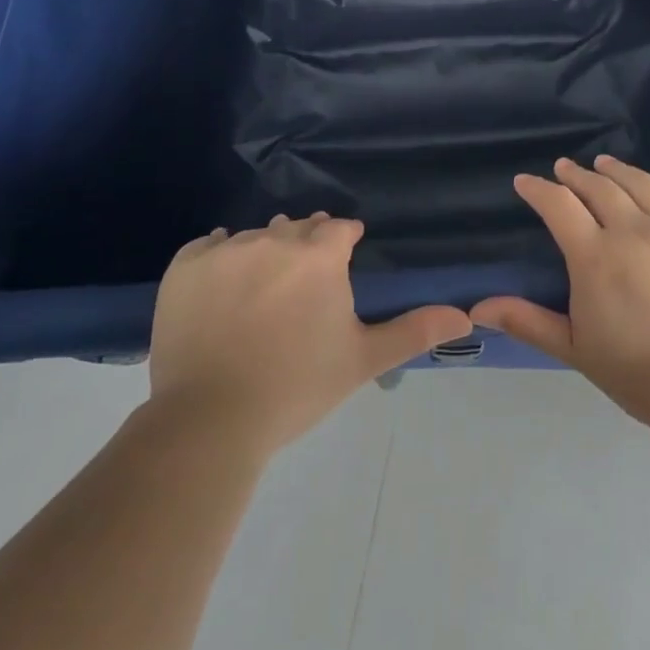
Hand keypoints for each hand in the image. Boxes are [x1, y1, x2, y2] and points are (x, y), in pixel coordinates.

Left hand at [148, 213, 471, 453]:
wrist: (210, 420)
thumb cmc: (296, 387)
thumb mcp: (362, 359)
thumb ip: (414, 330)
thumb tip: (465, 314)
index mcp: (318, 255)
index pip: (339, 228)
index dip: (344, 245)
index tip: (341, 267)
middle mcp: (273, 239)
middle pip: (298, 228)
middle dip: (306, 248)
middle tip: (301, 291)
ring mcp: (225, 249)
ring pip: (256, 236)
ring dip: (265, 254)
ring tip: (261, 296)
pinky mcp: (184, 265)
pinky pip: (209, 246)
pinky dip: (220, 260)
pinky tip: (223, 289)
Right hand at [470, 158, 649, 435]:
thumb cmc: (641, 376)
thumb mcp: (576, 350)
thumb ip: (527, 322)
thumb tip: (478, 307)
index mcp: (596, 257)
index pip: (558, 205)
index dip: (538, 189)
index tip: (526, 181)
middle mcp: (636, 231)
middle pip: (600, 187)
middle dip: (576, 174)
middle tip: (565, 168)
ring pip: (644, 184)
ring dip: (619, 171)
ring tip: (606, 164)